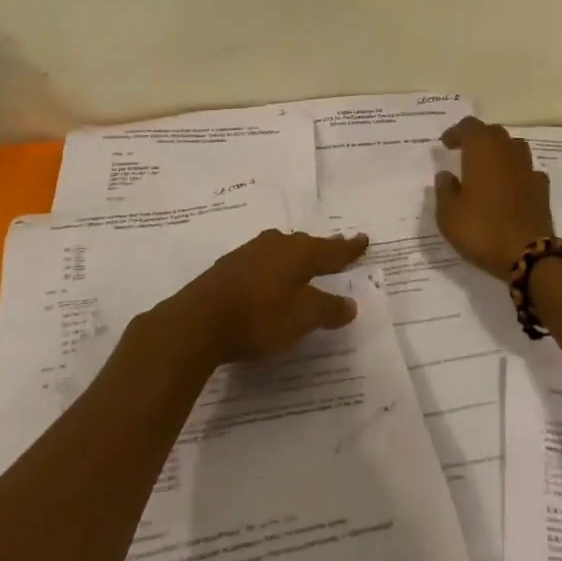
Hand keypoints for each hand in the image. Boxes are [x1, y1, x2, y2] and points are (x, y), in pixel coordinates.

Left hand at [158, 230, 368, 366]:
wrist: (197, 322)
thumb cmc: (259, 317)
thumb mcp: (302, 318)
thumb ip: (328, 309)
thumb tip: (350, 304)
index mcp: (299, 253)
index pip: (332, 250)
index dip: (349, 248)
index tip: (364, 239)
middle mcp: (276, 245)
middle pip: (306, 245)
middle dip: (322, 248)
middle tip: (337, 248)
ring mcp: (249, 254)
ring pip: (281, 250)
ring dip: (296, 256)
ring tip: (305, 262)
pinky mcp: (228, 268)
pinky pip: (262, 262)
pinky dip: (274, 268)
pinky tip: (270, 278)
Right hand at [434, 117, 553, 279]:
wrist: (528, 255)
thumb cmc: (482, 230)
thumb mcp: (448, 215)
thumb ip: (444, 190)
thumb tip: (446, 175)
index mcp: (483, 151)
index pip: (470, 127)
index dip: (456, 132)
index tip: (445, 144)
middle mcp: (508, 152)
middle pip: (494, 133)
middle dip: (478, 138)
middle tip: (464, 151)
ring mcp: (528, 169)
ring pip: (514, 148)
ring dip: (500, 151)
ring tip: (487, 167)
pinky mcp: (542, 189)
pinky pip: (527, 171)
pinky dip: (516, 173)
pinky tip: (510, 187)